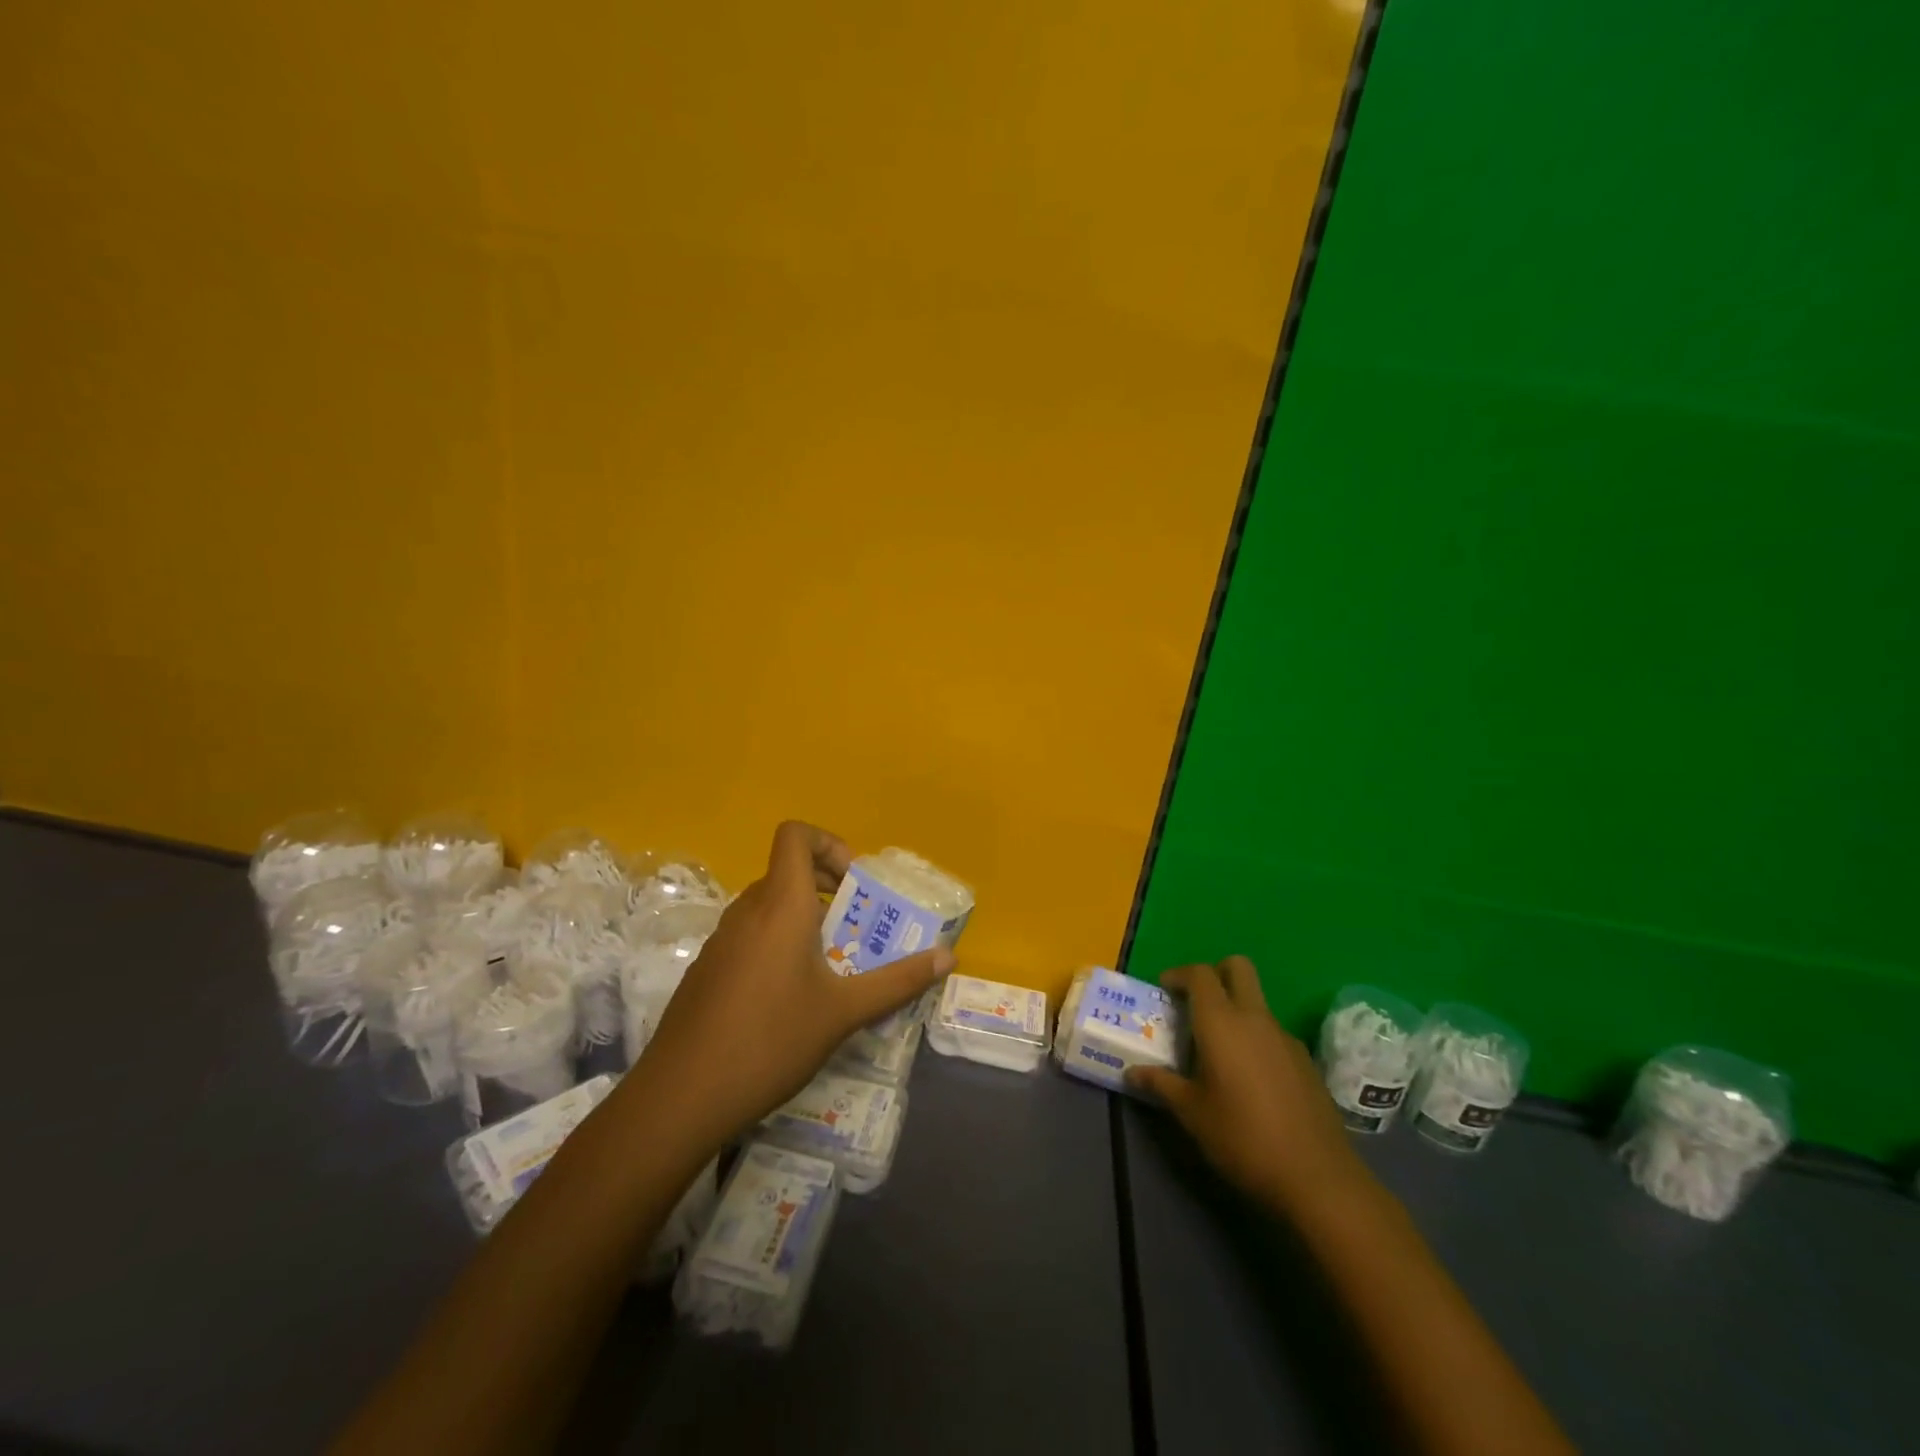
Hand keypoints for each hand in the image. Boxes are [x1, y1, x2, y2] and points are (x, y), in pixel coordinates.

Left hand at [634, 821, 953, 1151]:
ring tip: (832, 964)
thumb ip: (898, 980)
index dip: (828, 843)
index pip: (795, 835)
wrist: (681, 1097)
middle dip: (827, 888)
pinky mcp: (707, 970)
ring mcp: (721, 940)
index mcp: (781, 905)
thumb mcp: (844, 1012)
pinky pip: (750, 935)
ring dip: (803, 918)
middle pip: (787, 871)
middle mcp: (747, 911)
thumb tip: (948, 957)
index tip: (855, 883)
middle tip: (857, 926)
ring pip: (768, 906)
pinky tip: (790, 998)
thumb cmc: (771, 1040)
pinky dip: (777, 943)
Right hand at [1128, 957, 1366, 1213]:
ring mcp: (1285, 1038)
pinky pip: (1272, 1032)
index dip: (1179, 974)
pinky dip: (1255, 1038)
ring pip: (1256, 1001)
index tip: (1164, 990)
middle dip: (1215, 973)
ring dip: (1235, 1009)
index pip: (1200, 974)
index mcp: (1221, 1022)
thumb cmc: (1242, 1138)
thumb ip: (1161, 1084)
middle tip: (1195, 1002)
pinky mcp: (1305, 1061)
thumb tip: (1132, 1072)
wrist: (1317, 1178)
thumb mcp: (1191, 1113)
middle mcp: (1255, 1018)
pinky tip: (1248, 1078)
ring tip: (1217, 1050)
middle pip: (1238, 968)